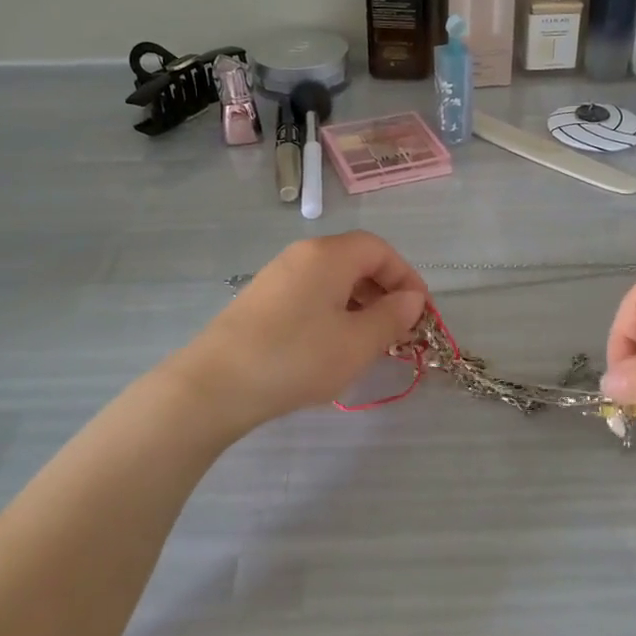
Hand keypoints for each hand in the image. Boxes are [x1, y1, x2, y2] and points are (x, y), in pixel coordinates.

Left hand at [173, 233, 428, 424]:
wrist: (215, 385)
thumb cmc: (297, 358)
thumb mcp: (357, 343)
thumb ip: (391, 318)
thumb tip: (412, 300)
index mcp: (328, 255)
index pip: (380, 250)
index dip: (407, 277)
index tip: (420, 313)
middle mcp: (302, 255)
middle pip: (356, 261)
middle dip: (384, 292)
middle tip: (398, 331)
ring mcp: (277, 276)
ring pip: (332, 280)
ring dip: (360, 305)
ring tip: (369, 343)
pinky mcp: (261, 300)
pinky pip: (310, 295)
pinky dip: (333, 313)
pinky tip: (332, 348)